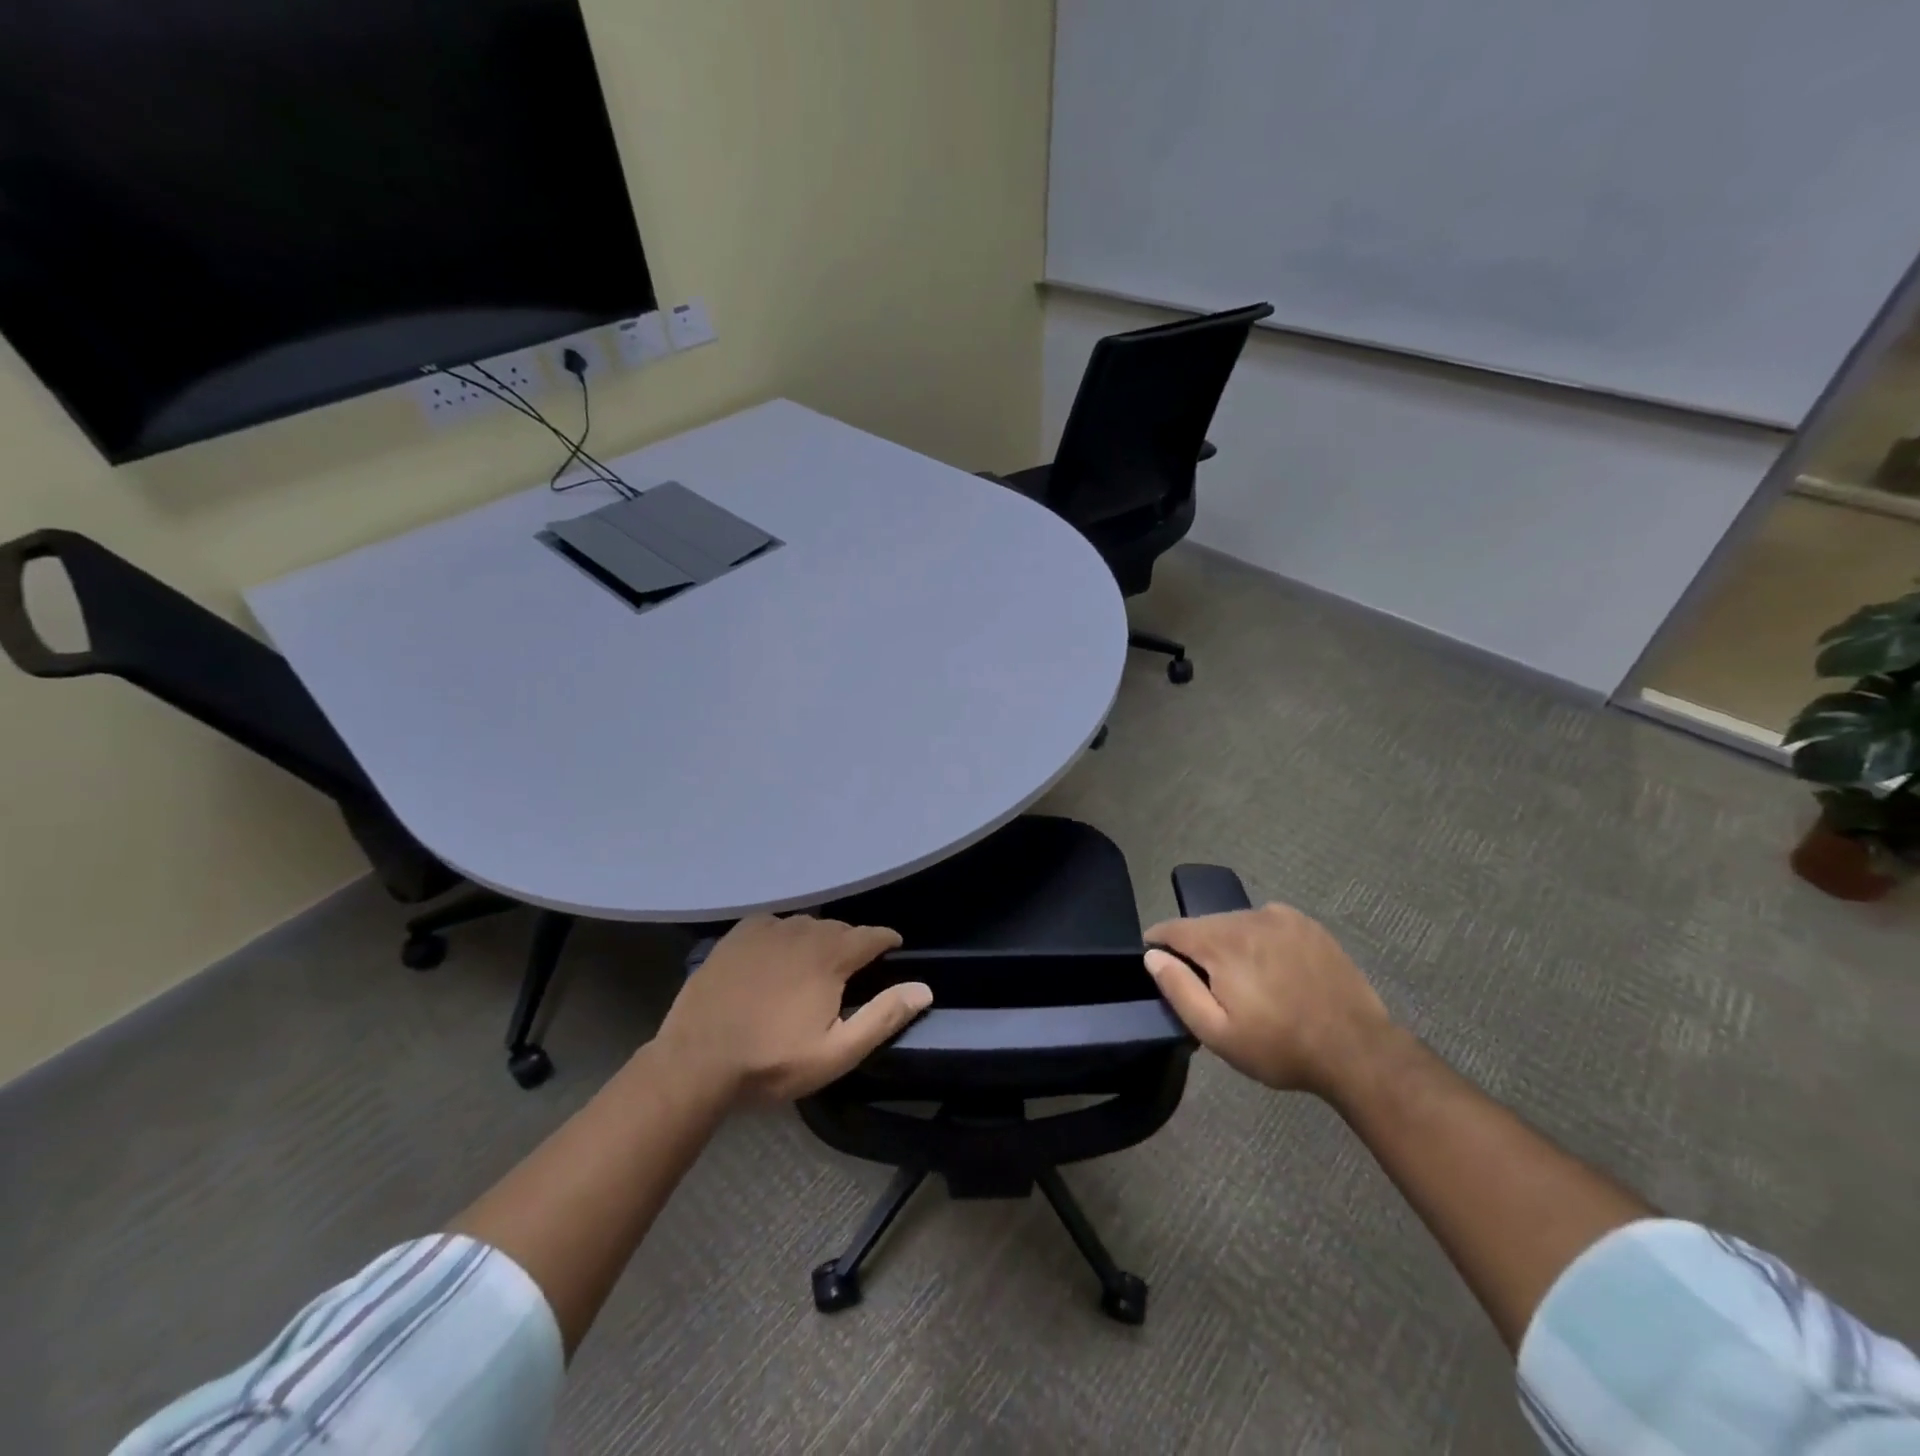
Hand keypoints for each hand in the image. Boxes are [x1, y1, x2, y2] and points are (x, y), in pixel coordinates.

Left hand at [654, 915, 929, 1102]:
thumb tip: (924, 988)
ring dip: (817, 940)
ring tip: (814, 966)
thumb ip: (883, 1016)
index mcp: (831, 955)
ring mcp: (766, 929)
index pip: (872, 935)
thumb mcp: (836, 1052)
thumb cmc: (772, 1061)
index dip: (887, 941)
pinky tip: (776, 957)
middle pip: (839, 929)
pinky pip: (773, 925)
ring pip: (806, 925)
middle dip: (851, 945)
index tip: (893, 951)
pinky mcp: (737, 935)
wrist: (696, 1061)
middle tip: (850, 972)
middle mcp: (802, 931)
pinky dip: (783, 936)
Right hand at [1143, 903, 1389, 1094]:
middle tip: (1208, 986)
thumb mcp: (1218, 1033)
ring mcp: (1281, 917)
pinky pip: (1266, 922)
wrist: (1357, 1050)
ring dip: (1229, 943)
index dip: (1158, 943)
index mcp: (1221, 943)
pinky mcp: (1307, 924)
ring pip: (1236, 922)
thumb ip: (1179, 990)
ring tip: (1244, 979)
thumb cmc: (1280, 1047)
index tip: (1157, 962)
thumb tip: (1153, 956)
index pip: (1173, 928)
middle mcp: (1248, 917)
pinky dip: (1259, 938)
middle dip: (1197, 948)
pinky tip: (1273, 967)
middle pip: (1205, 925)